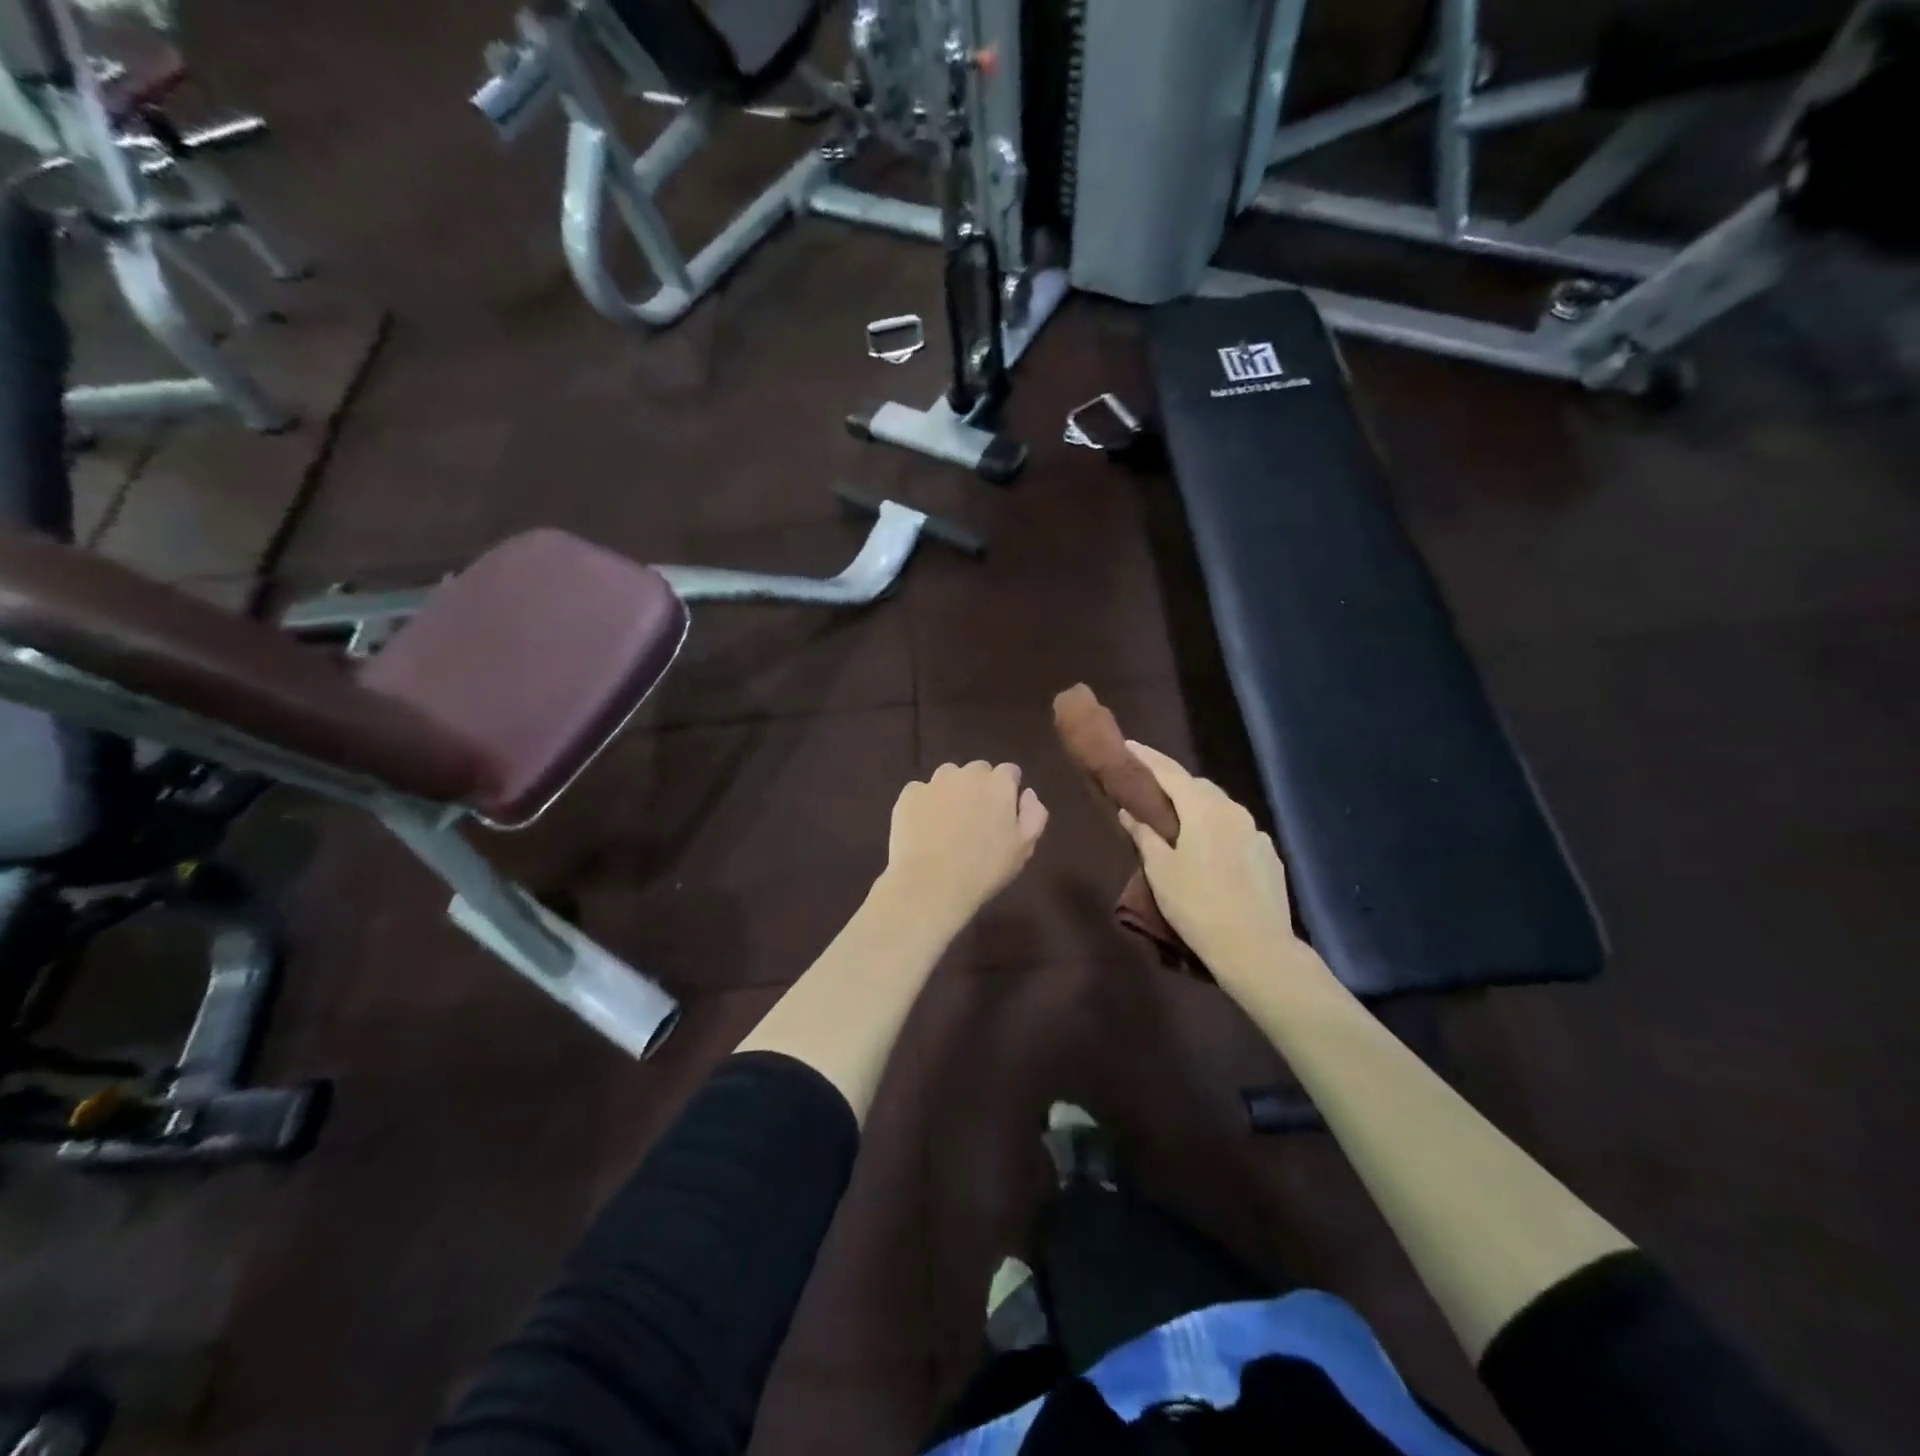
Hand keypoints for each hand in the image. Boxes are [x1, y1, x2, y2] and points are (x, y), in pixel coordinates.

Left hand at [883, 762, 1048, 925]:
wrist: (930, 883)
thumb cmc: (984, 869)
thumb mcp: (1024, 848)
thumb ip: (1034, 815)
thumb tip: (1028, 794)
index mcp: (999, 784)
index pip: (1009, 772)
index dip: (1009, 789)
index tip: (1005, 812)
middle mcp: (967, 774)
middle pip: (978, 771)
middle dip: (980, 787)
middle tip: (976, 818)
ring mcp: (934, 782)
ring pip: (948, 777)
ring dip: (952, 791)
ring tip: (948, 822)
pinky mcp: (909, 794)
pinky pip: (921, 792)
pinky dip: (925, 803)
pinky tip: (924, 828)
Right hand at [1117, 742, 1302, 984]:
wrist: (1256, 948)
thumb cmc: (1197, 905)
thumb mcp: (1160, 870)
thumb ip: (1144, 834)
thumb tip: (1129, 810)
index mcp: (1204, 808)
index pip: (1169, 772)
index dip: (1147, 759)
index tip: (1128, 746)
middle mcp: (1233, 811)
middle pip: (1198, 787)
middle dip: (1173, 784)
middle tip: (1149, 790)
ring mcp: (1256, 833)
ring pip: (1220, 809)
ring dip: (1197, 808)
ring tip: (1177, 822)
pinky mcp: (1269, 856)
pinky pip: (1236, 832)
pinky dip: (1217, 831)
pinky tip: (1209, 853)